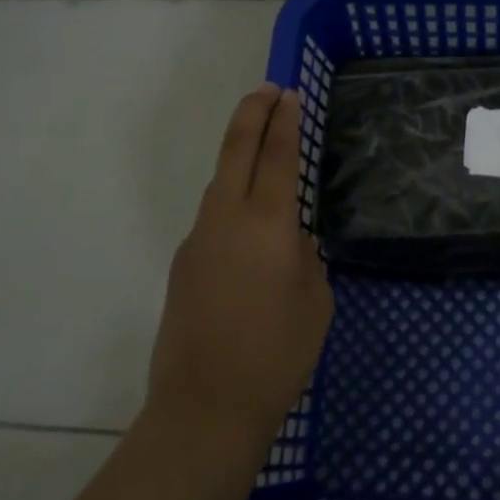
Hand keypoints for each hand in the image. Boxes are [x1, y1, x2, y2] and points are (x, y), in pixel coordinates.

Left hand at [146, 83, 333, 439]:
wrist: (205, 408)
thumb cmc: (276, 354)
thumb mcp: (316, 302)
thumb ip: (306, 258)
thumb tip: (291, 242)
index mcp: (267, 224)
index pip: (277, 155)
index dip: (285, 120)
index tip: (289, 94)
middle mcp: (227, 219)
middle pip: (236, 149)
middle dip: (252, 113)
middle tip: (268, 91)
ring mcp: (198, 239)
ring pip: (220, 181)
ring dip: (239, 154)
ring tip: (260, 146)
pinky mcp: (183, 264)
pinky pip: (212, 217)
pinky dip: (231, 199)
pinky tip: (247, 225)